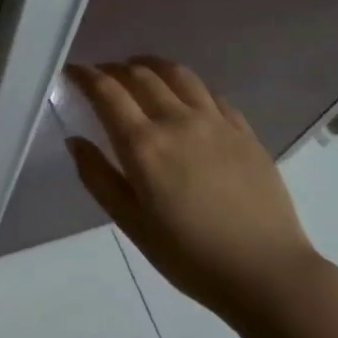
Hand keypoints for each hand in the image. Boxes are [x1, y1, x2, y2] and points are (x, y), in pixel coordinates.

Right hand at [64, 58, 317, 321]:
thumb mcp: (130, 222)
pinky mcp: (244, 131)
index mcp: (144, 144)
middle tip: (101, 74)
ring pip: (178, 74)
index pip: (107, 92)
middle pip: (140, 75)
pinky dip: (188, 85)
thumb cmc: (188, 254)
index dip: (85, 75)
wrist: (265, 271)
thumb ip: (97, 177)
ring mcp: (215, 122)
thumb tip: (75, 141)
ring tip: (140, 69)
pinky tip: (185, 96)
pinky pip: (211, 93)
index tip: (72, 71)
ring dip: (152, 65)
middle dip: (114, 68)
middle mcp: (177, 121)